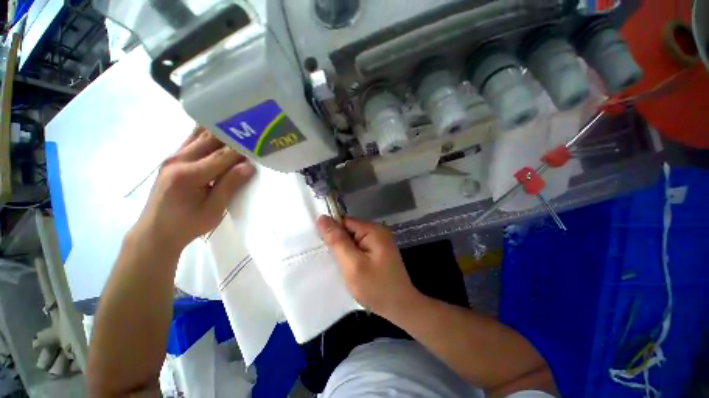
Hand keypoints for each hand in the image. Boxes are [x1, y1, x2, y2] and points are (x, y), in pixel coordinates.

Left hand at [134, 127, 254, 251]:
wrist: (155, 232)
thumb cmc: (187, 224)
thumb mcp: (214, 209)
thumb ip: (230, 185)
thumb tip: (249, 166)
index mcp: (189, 175)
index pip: (222, 156)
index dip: (242, 150)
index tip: (259, 146)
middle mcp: (178, 160)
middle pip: (210, 139)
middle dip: (233, 136)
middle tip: (252, 135)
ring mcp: (172, 158)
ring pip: (199, 136)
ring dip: (220, 132)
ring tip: (239, 131)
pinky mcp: (172, 160)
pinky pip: (192, 140)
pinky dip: (208, 136)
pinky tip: (220, 136)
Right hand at [316, 216, 419, 318]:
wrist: (400, 308)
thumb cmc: (376, 287)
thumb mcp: (352, 264)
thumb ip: (337, 240)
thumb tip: (322, 218)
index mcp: (373, 230)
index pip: (345, 221)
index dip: (332, 231)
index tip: (322, 246)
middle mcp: (377, 231)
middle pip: (349, 229)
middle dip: (338, 242)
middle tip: (331, 259)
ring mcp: (378, 241)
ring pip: (352, 239)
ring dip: (344, 250)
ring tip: (339, 265)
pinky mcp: (377, 251)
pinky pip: (358, 247)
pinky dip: (351, 254)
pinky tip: (348, 266)